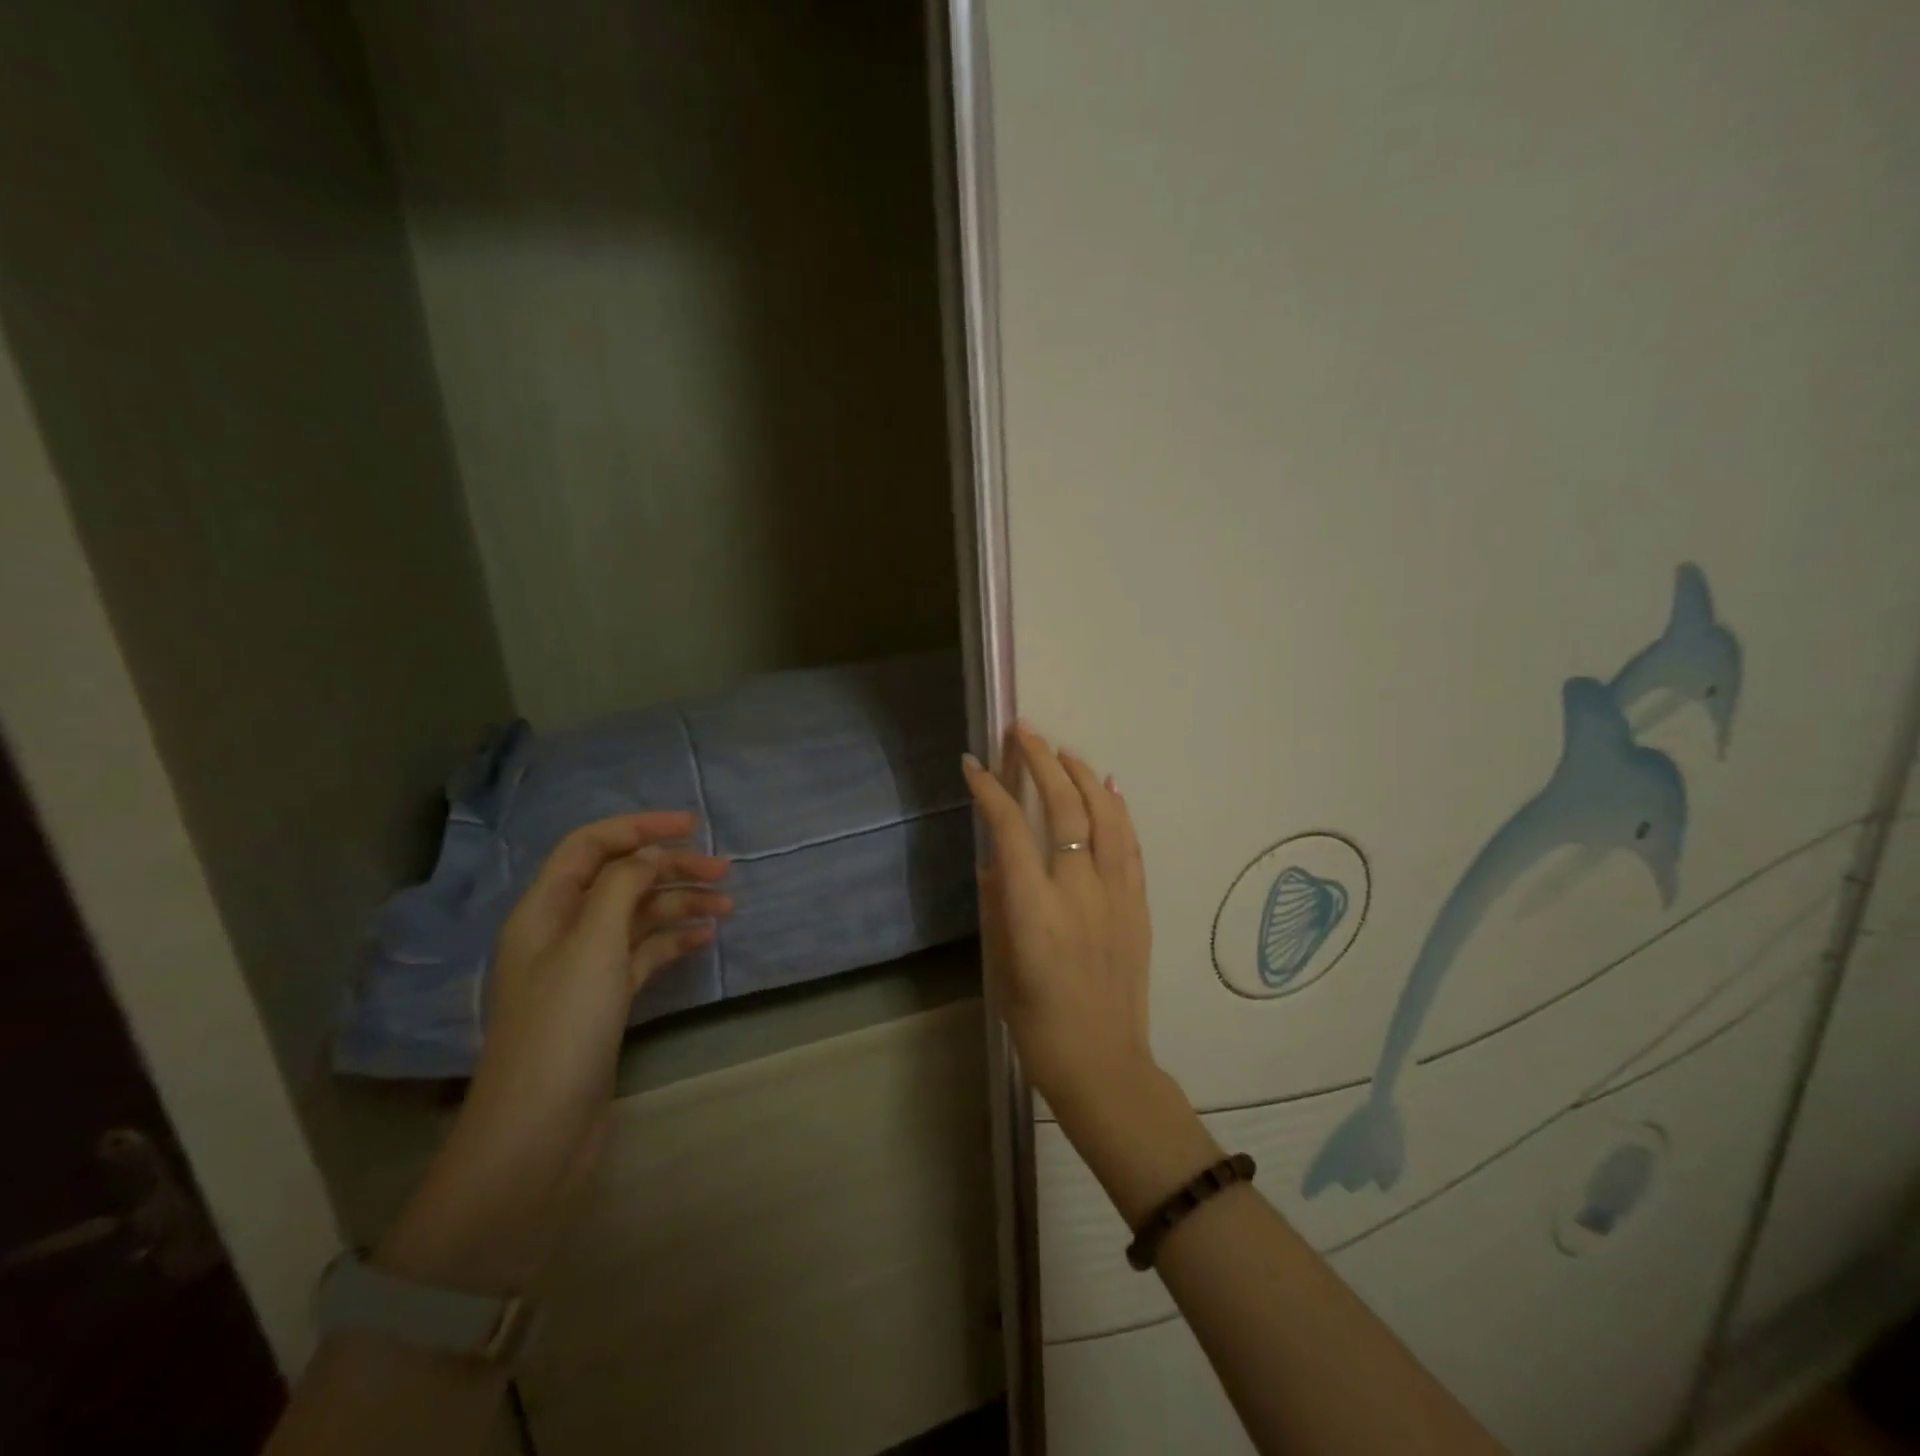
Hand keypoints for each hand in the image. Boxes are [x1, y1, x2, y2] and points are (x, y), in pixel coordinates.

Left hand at [376, 814, 730, 1292]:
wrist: (539, 1131)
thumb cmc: (563, 1027)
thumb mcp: (593, 944)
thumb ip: (623, 885)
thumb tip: (650, 855)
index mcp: (546, 909)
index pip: (591, 845)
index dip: (640, 827)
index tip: (692, 826)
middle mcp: (563, 930)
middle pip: (622, 879)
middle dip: (672, 868)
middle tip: (725, 871)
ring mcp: (585, 967)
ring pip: (638, 917)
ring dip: (680, 905)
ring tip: (727, 909)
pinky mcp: (605, 999)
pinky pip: (644, 954)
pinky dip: (674, 941)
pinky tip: (705, 941)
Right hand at [961, 723, 1156, 1119]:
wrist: (1103, 1062)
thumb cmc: (1037, 1022)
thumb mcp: (1001, 962)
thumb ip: (998, 902)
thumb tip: (998, 860)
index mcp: (1034, 909)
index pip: (1010, 829)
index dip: (990, 790)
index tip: (975, 764)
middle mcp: (1078, 890)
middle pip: (1064, 808)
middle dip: (1042, 762)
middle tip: (1025, 732)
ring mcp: (1115, 894)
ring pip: (1104, 816)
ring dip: (1083, 776)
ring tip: (1064, 751)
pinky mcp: (1139, 904)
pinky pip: (1129, 844)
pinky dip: (1118, 809)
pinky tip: (1109, 788)